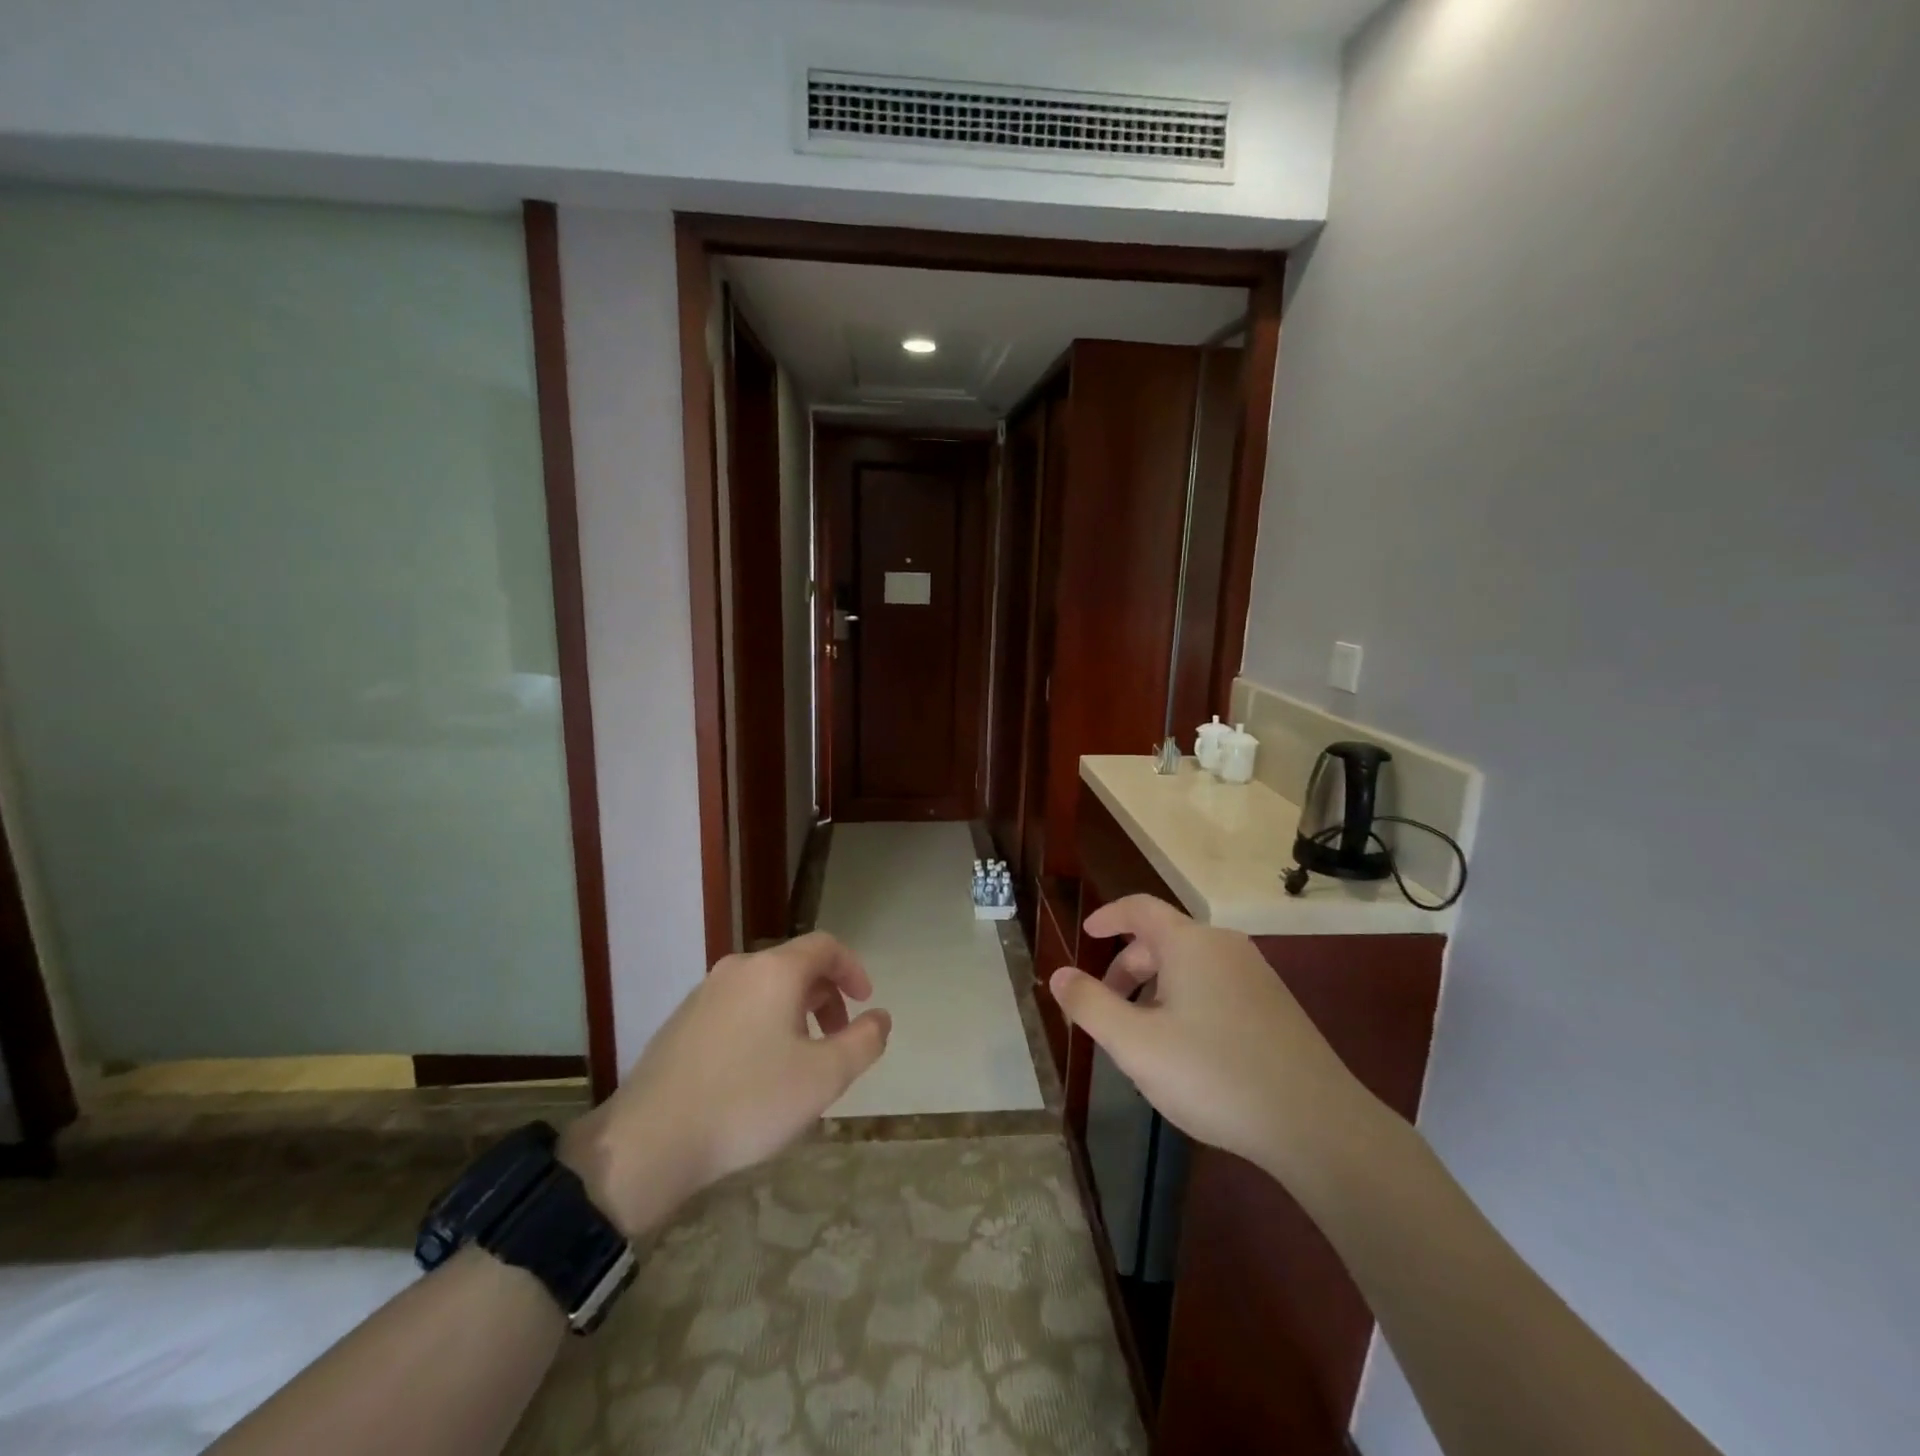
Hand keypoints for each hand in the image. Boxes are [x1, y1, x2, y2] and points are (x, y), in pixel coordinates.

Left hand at [560, 933, 890, 1236]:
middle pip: (795, 967)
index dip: (852, 969)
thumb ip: (863, 1042)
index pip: (825, 946)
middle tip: (837, 1042)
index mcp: (774, 970)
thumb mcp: (824, 1077)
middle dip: (826, 998)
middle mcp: (738, 969)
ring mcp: (704, 994)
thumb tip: (880, 1018)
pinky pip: (737, 1009)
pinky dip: (762, 1026)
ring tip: (800, 1063)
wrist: (649, 1142)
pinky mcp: (681, 1023)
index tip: (865, 1003)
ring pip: (765, 990)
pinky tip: (757, 1075)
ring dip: (795, 1015)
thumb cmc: (748, 1101)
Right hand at [1050, 896, 1374, 1183]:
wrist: (1317, 1125)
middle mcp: (1224, 947)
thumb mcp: (1136, 1044)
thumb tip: (1058, 974)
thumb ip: (1090, 1005)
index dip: (1108, 917)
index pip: (1139, 908)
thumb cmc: (1214, 1074)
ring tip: (1142, 1038)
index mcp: (1190, 943)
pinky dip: (1186, 1002)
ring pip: (1189, 967)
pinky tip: (1186, 1052)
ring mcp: (1255, 975)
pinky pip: (1215, 987)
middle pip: (1162, 941)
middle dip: (1126, 969)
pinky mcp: (1275, 1006)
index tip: (1086, 935)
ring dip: (1155, 990)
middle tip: (1105, 1009)